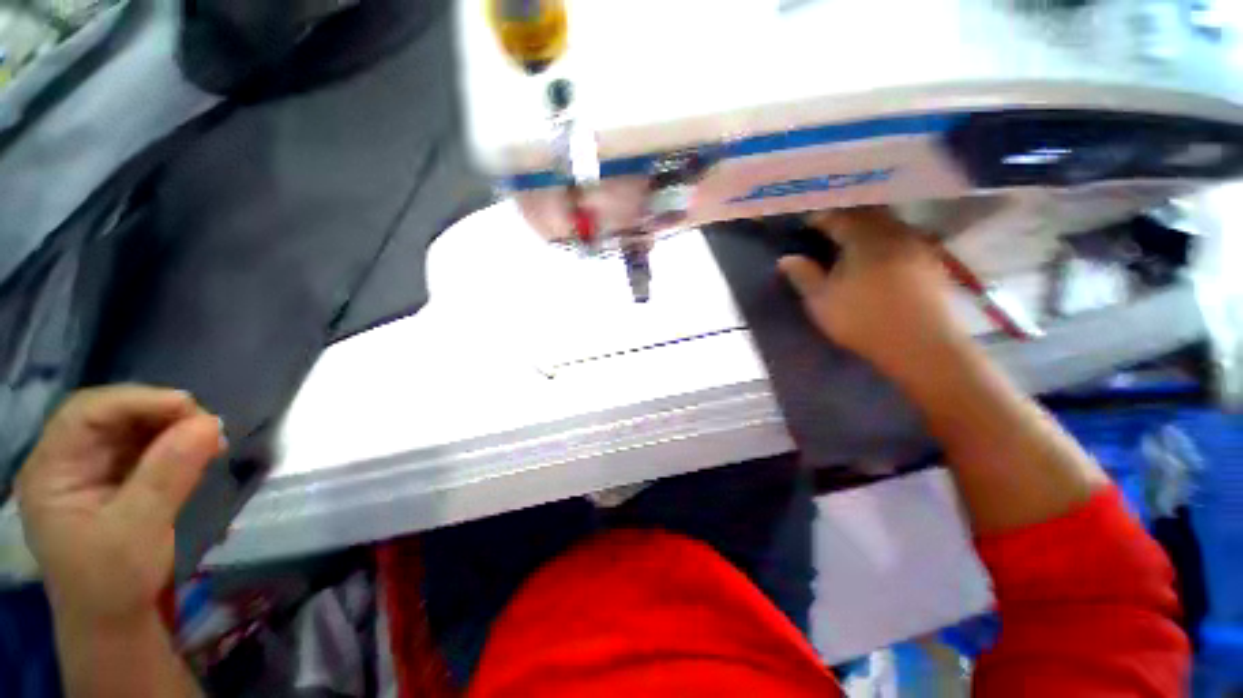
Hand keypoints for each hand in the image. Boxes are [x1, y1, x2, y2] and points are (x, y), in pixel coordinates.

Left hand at [16, 386, 224, 623]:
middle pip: (111, 416)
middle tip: (208, 427)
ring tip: (211, 440)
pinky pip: (146, 448)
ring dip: (173, 428)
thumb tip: (209, 424)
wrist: (119, 625)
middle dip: (160, 414)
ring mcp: (92, 472)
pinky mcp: (118, 482)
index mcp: (51, 471)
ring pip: (132, 429)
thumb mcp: (139, 529)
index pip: (87, 413)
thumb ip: (169, 474)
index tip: (190, 407)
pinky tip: (200, 452)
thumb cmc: (115, 583)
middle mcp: (67, 462)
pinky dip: (176, 444)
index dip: (136, 401)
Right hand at [777, 207, 970, 379]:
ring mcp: (916, 244)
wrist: (922, 344)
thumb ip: (803, 275)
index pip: (835, 217)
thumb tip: (786, 258)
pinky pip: (902, 237)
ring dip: (866, 226)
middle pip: (865, 214)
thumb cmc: (863, 320)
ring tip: (852, 241)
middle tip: (826, 229)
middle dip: (843, 218)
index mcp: (863, 238)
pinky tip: (880, 255)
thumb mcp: (821, 301)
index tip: (803, 225)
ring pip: (886, 223)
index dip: (816, 219)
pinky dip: (885, 239)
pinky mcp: (930, 260)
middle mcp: (892, 232)